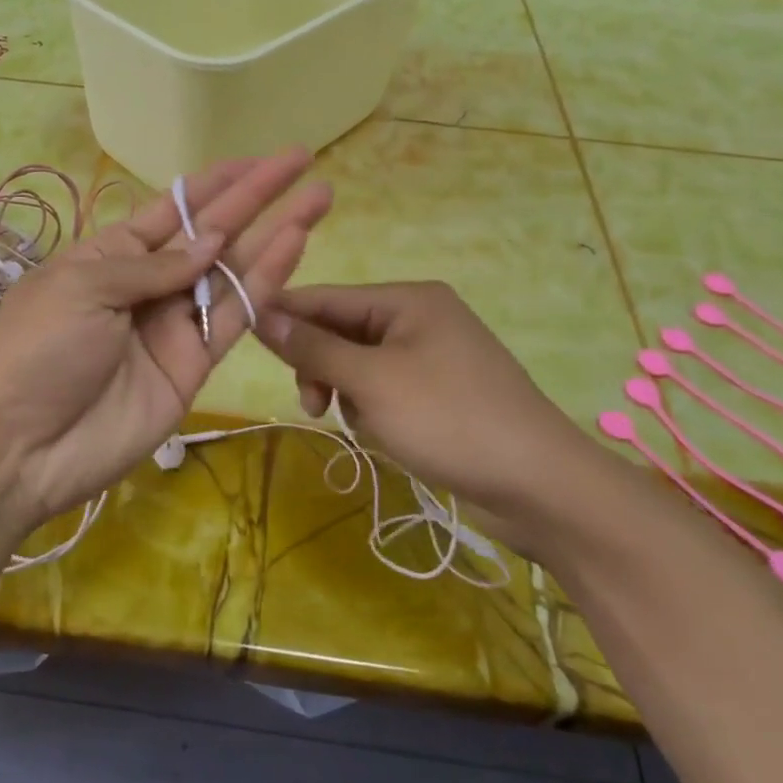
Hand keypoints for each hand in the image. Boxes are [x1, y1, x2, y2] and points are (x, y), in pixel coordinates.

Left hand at [0, 151, 331, 530]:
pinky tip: (294, 245)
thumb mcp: (83, 287)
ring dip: (275, 234)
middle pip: (211, 232)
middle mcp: (148, 284)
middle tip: (301, 161)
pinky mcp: (195, 364)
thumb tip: (211, 241)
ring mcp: (174, 325)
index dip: (213, 184)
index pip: (171, 209)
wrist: (21, 448)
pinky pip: (235, 316)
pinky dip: (266, 282)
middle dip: (256, 197)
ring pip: (233, 270)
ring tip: (318, 198)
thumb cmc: (38, 350)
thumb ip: (153, 265)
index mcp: (109, 256)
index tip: (255, 160)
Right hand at [259, 282, 600, 550]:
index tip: (241, 332)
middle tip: (311, 404)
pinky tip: (385, 435)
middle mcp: (420, 318)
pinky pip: (386, 389)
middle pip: (343, 331)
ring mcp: (433, 357)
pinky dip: (374, 409)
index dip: (285, 314)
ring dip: (347, 393)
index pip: (328, 297)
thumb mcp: (372, 381)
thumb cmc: (450, 419)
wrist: (540, 485)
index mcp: (409, 300)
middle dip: (322, 367)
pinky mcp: (441, 393)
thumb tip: (263, 314)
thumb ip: (314, 347)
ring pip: (361, 365)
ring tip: (357, 426)